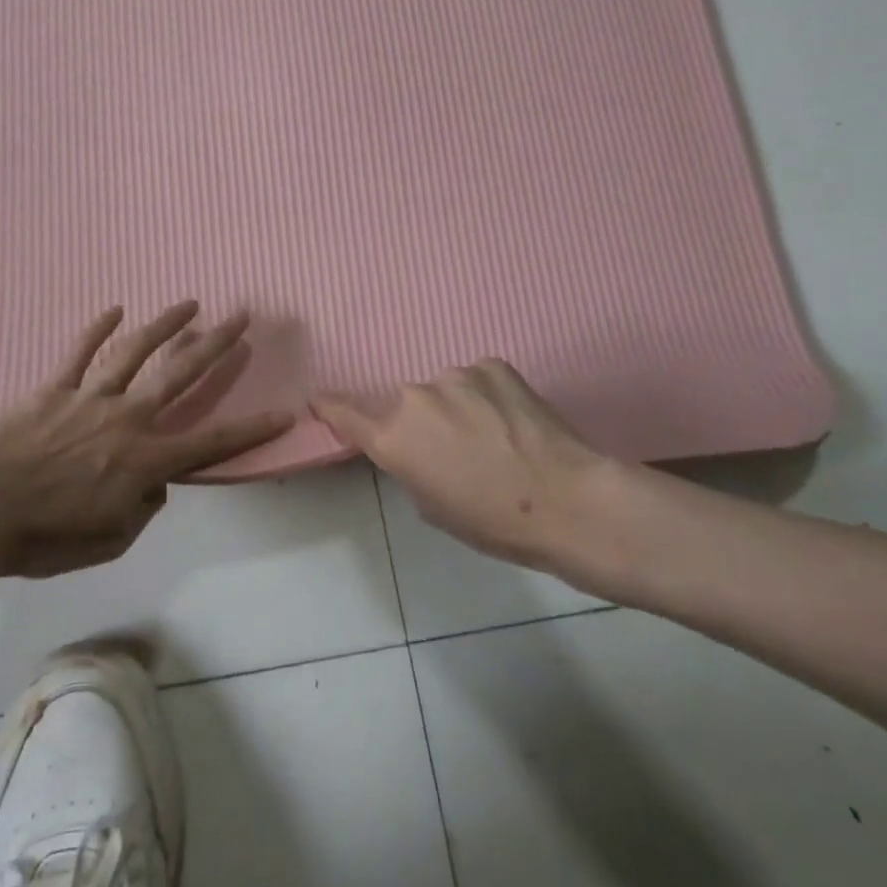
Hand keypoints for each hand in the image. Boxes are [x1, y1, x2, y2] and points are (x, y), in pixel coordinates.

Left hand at [0, 302, 292, 580]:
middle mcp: (127, 418)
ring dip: (165, 324)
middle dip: (215, 345)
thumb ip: (143, 509)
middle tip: (241, 317)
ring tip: (190, 302)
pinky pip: (79, 353)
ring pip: (135, 352)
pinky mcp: (55, 388)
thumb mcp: (109, 541)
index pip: (211, 443)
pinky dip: (97, 330)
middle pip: (180, 374)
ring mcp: (90, 397)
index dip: (251, 430)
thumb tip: (156, 484)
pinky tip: (115, 309)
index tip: (284, 412)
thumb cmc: (45, 537)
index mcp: (145, 460)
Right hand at [314, 360, 644, 593]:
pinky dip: (487, 394)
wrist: (566, 501)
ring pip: (445, 389)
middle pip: (406, 404)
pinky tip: (514, 419)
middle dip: (424, 422)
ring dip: (458, 407)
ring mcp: (454, 375)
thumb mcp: (432, 506)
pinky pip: (478, 378)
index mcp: (393, 438)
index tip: (320, 398)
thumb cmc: (493, 521)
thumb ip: (410, 466)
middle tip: (458, 450)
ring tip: (495, 436)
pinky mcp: (492, 364)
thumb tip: (420, 446)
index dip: (331, 406)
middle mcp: (414, 398)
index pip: (345, 414)